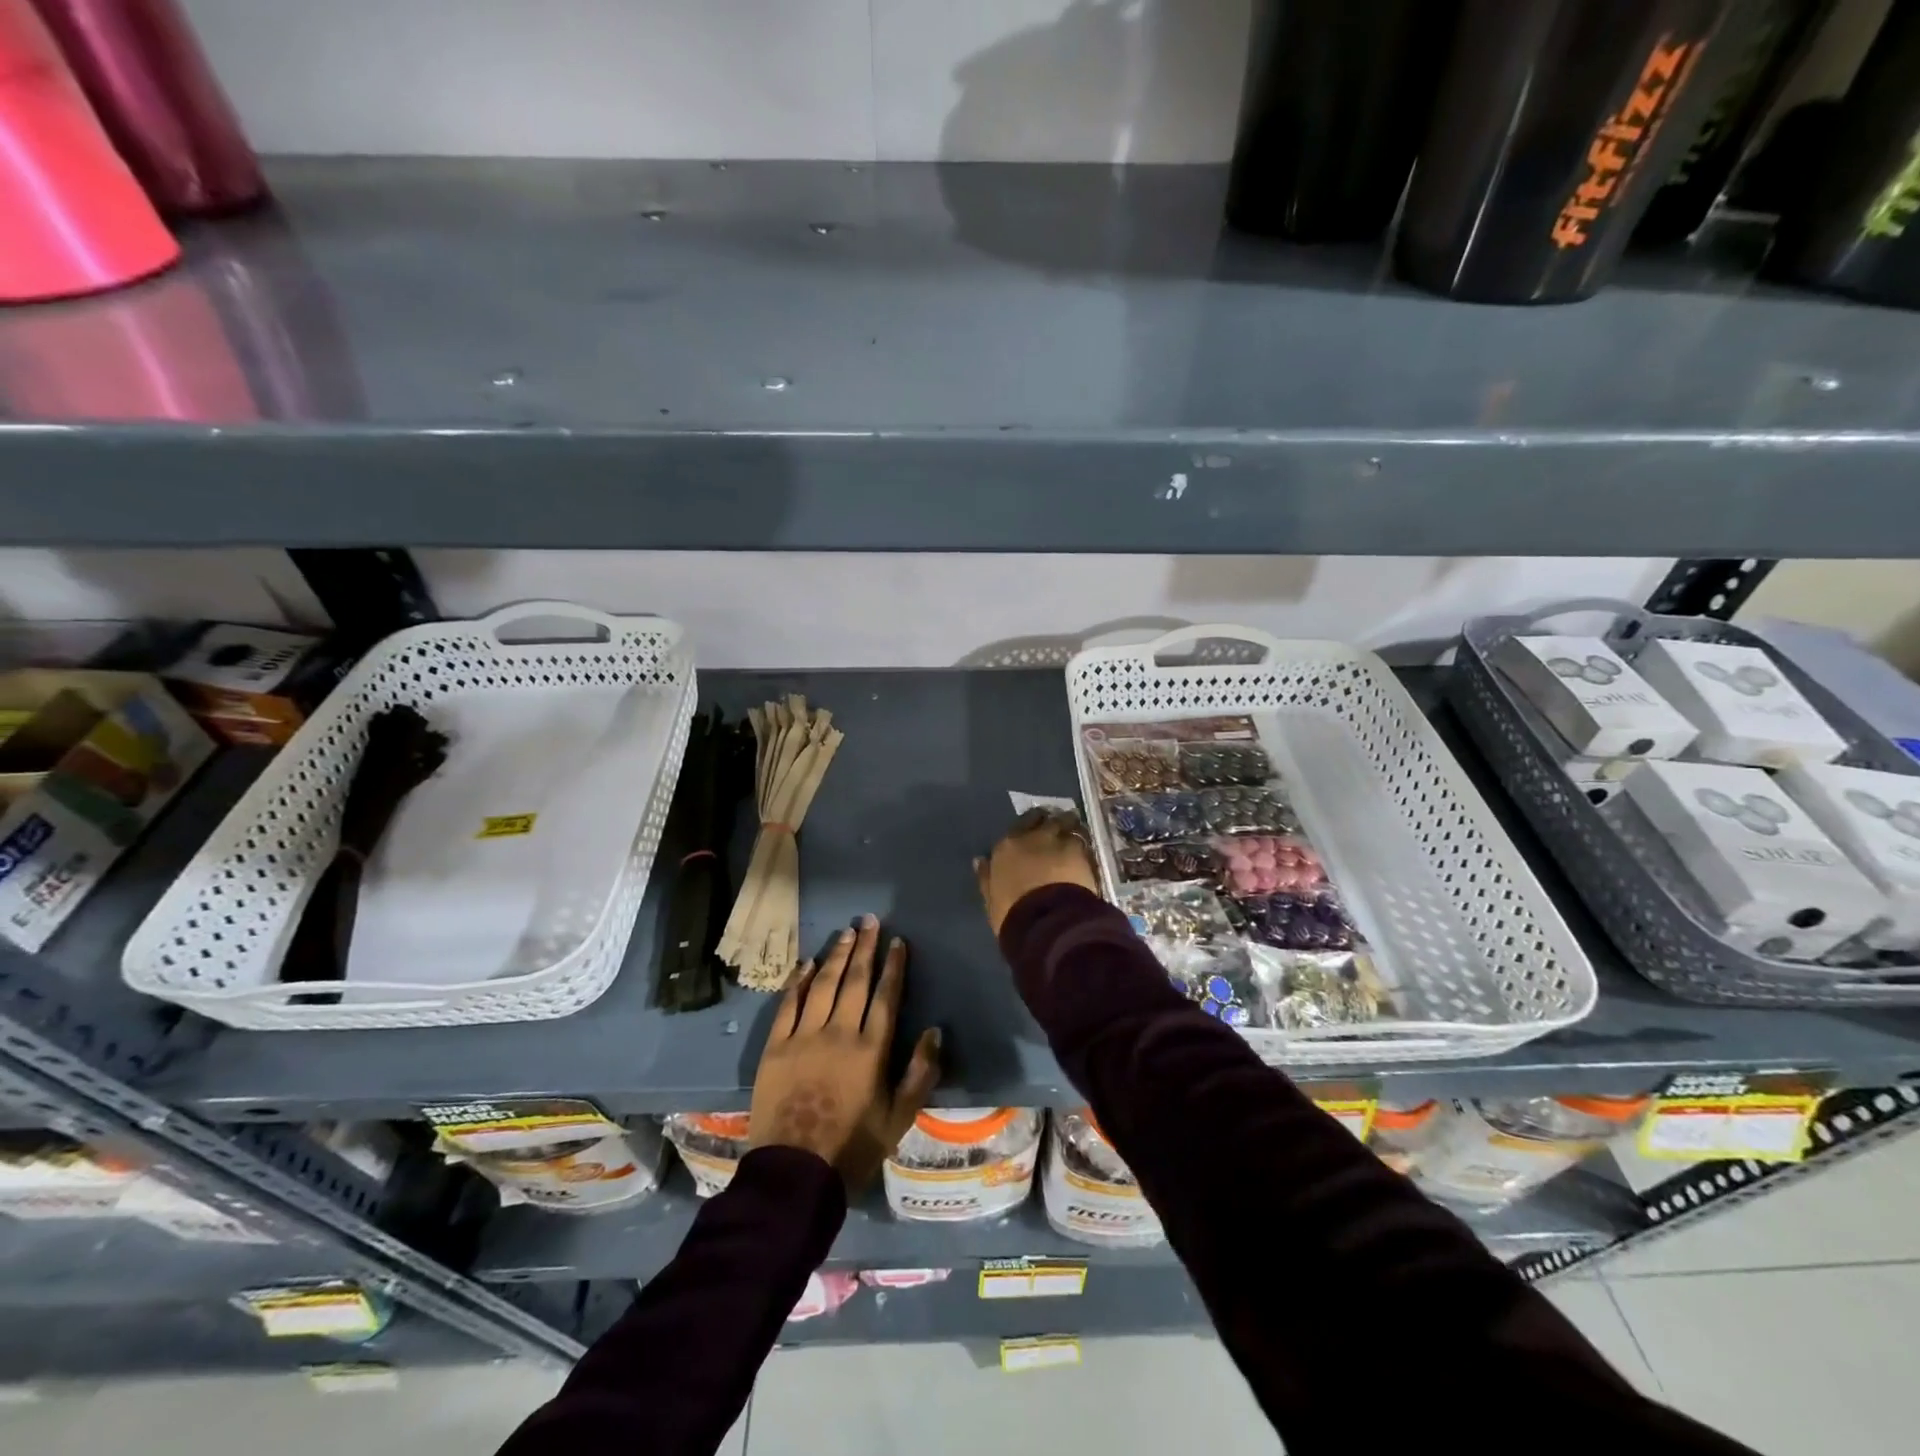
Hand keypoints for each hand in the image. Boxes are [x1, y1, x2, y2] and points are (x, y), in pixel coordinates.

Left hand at [748, 915, 940, 1188]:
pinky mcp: (775, 1046)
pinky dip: (797, 981)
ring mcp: (803, 1037)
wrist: (794, 1174)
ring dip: (836, 955)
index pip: (886, 996)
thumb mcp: (899, 1117)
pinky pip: (788, 1005)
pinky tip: (805, 964)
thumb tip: (935, 1030)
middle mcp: (839, 1033)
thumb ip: (920, 1072)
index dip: (893, 966)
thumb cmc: (853, 1147)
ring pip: (822, 985)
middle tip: (870, 921)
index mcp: (871, 1049)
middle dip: (865, 948)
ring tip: (847, 933)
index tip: (898, 941)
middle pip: (855, 981)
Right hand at [974, 807, 1100, 935]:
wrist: (1046, 920)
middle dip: (1049, 821)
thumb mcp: (992, 899)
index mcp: (1006, 847)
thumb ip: (986, 877)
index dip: (1028, 827)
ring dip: (1069, 827)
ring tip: (1074, 833)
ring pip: (1066, 822)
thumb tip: (980, 860)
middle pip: (1043, 818)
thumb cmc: (1012, 914)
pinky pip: (1083, 838)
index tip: (1034, 832)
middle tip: (1056, 827)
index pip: (1018, 825)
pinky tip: (1086, 849)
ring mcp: (1058, 840)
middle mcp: (1032, 837)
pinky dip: (1084, 841)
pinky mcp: (1081, 851)